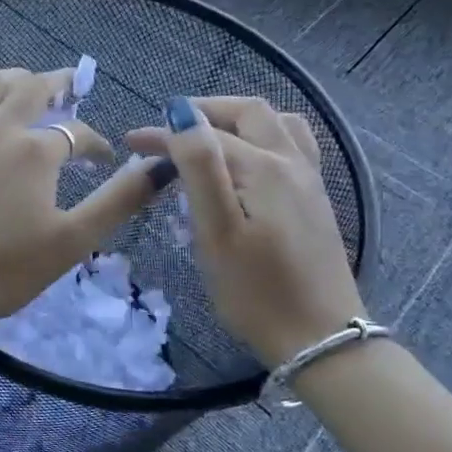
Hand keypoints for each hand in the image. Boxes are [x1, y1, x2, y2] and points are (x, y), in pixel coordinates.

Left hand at [0, 68, 162, 320]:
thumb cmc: (3, 264)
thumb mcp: (72, 240)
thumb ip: (117, 201)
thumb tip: (159, 168)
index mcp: (36, 150)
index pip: (77, 132)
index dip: (95, 143)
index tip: (103, 159)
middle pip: (32, 87)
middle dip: (59, 82)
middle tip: (73, 82)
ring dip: (15, 80)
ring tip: (26, 86)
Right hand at [127, 96, 364, 365]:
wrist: (320, 340)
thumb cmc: (256, 291)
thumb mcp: (216, 231)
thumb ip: (199, 167)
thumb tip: (182, 114)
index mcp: (263, 167)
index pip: (206, 132)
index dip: (165, 133)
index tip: (131, 142)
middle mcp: (292, 164)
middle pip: (250, 113)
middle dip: (205, 111)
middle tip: (169, 128)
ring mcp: (310, 182)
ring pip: (278, 126)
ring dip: (239, 121)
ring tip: (209, 138)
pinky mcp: (315, 203)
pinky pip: (291, 148)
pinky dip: (262, 138)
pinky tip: (247, 164)